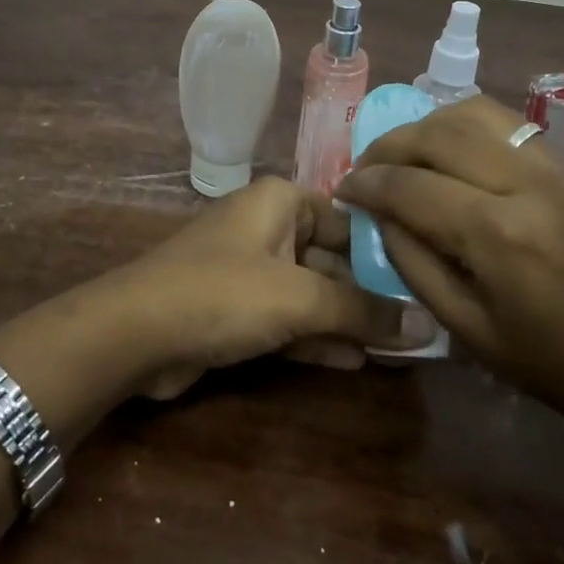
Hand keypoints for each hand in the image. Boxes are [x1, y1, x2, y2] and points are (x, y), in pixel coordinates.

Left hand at [99, 176, 438, 398]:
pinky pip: (288, 318)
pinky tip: (357, 362)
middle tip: (421, 325)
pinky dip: (317, 337)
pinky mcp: (236, 308)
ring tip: (399, 349)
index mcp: (282, 201)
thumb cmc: (224, 293)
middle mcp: (267, 226)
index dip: (386, 248)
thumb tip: (427, 325)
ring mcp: (250, 269)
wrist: (135, 332)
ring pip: (311, 292)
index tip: (427, 279)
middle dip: (370, 293)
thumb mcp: (300, 298)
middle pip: (332, 257)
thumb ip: (363, 310)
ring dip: (347, 320)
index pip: (349, 217)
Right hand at [336, 97, 563, 447]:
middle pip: (437, 133)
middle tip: (367, 168)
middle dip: (389, 145)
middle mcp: (527, 184)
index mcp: (498, 235)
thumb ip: (415, 267)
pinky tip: (456, 155)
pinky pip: (510, 127)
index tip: (343, 189)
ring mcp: (560, 168)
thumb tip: (382, 218)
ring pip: (475, 113)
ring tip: (407, 154)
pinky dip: (468, 128)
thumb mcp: (472, 334)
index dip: (366, 183)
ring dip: (428, 126)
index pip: (409, 186)